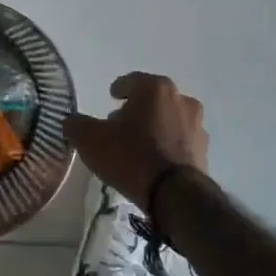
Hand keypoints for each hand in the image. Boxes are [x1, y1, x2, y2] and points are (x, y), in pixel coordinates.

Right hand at [64, 72, 208, 209]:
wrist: (174, 194)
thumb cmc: (130, 155)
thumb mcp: (91, 139)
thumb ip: (77, 125)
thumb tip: (71, 121)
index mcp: (155, 88)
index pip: (133, 80)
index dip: (120, 88)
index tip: (112, 97)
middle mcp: (181, 100)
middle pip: (154, 99)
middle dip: (138, 108)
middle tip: (121, 123)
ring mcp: (197, 125)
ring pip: (170, 118)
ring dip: (156, 126)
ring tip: (139, 144)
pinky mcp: (204, 150)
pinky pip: (180, 140)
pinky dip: (168, 145)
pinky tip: (155, 160)